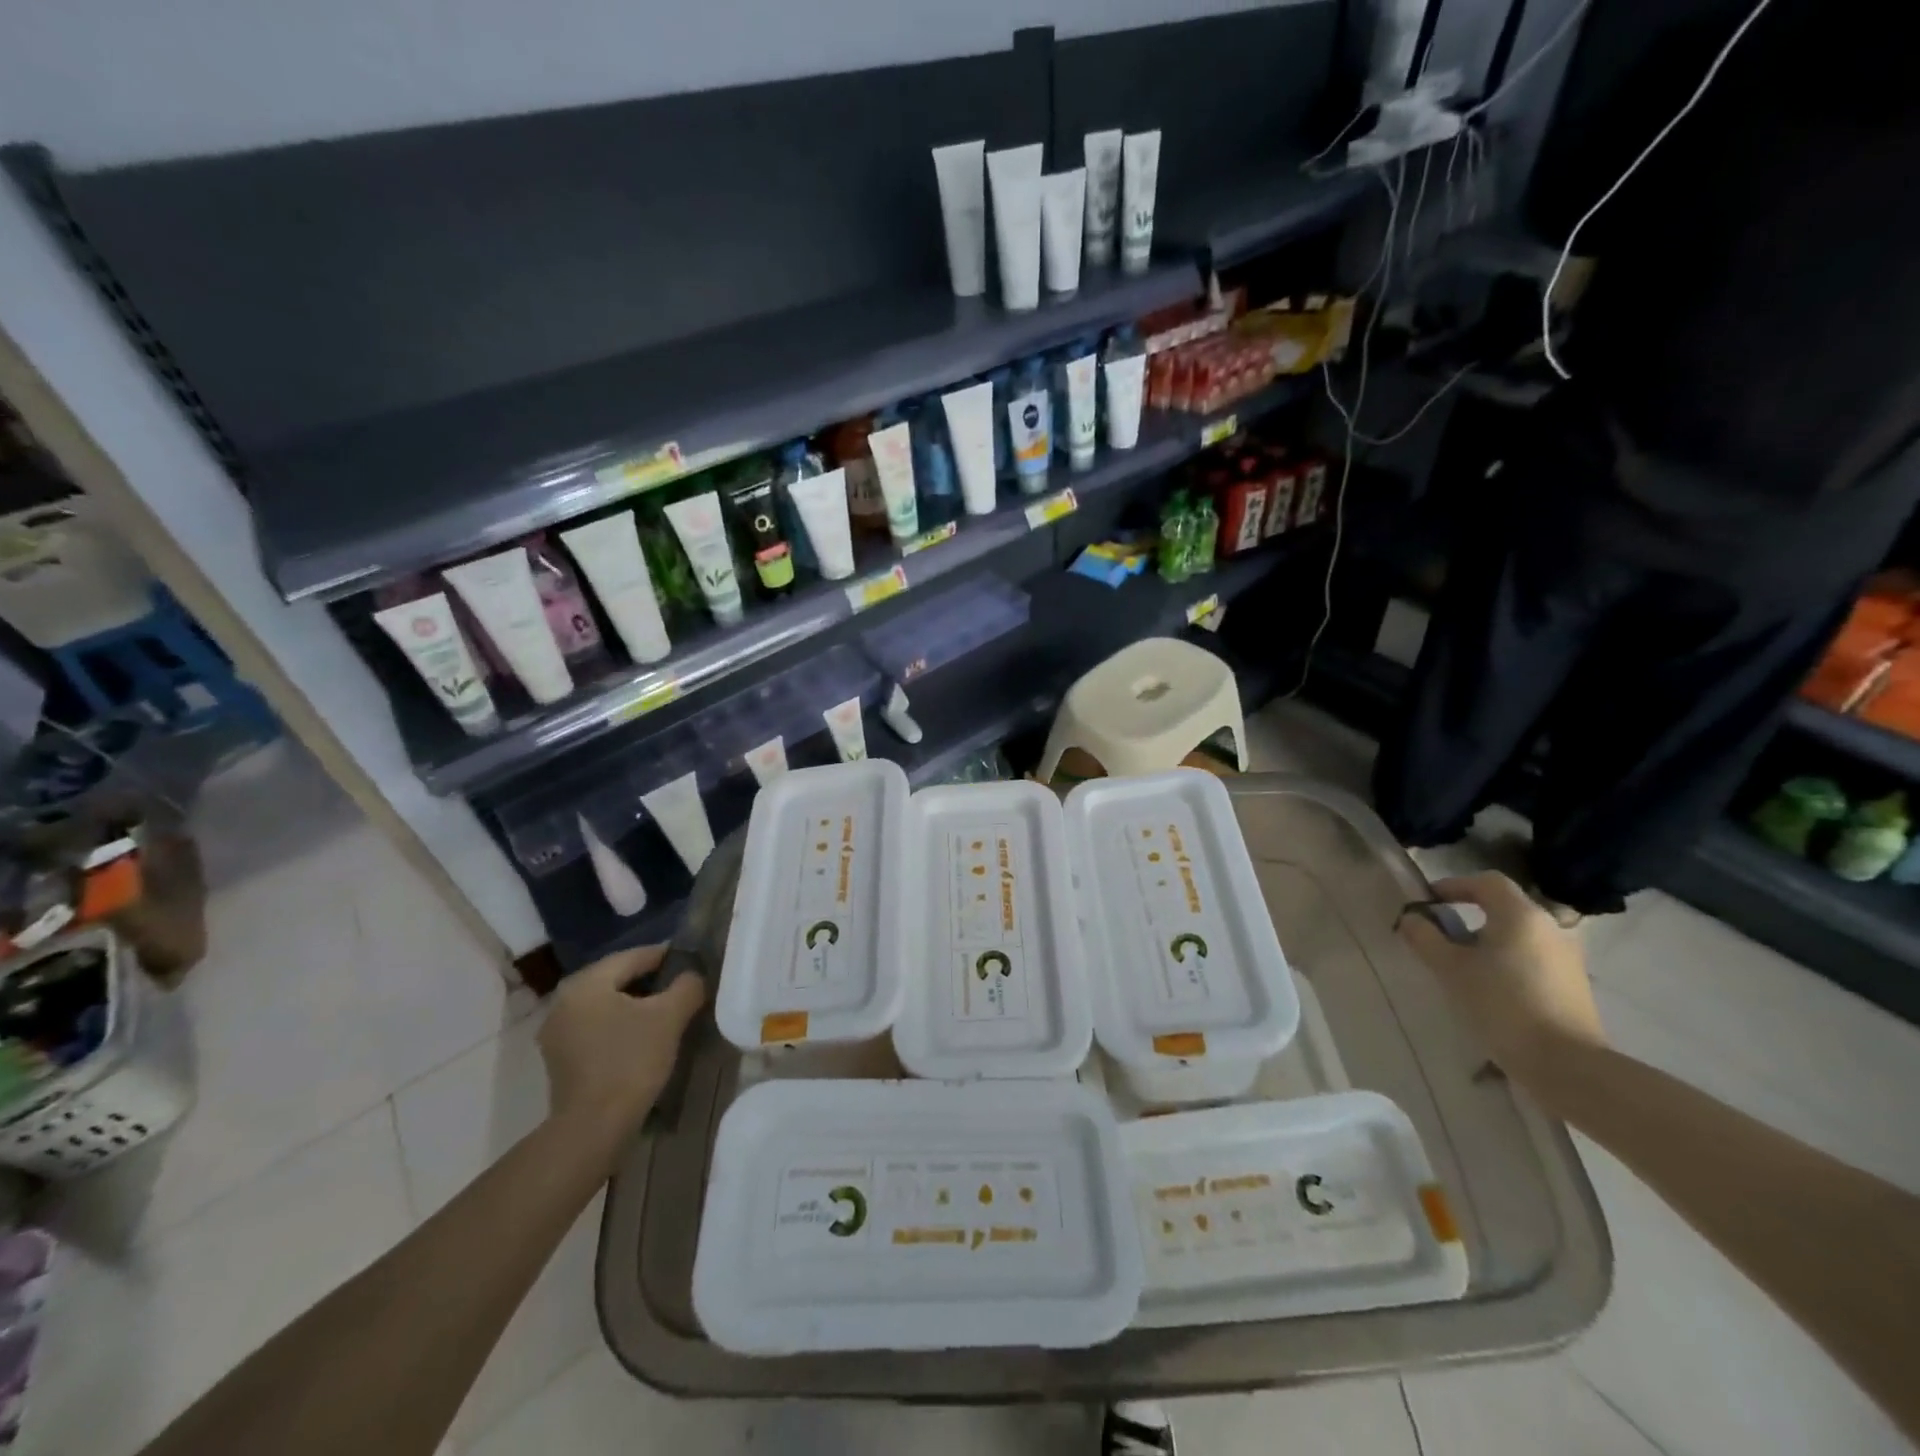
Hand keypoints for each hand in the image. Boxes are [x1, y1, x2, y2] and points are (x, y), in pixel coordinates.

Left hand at [537, 945, 705, 1151]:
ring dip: (634, 1004)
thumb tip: (692, 976)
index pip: (633, 956)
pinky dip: (619, 1024)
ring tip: (666, 1012)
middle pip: (616, 979)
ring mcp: (557, 1032)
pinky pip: (596, 1026)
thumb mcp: (670, 1016)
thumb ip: (687, 986)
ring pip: (605, 1004)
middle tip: (681, 987)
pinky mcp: (560, 1058)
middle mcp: (564, 1001)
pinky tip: (642, 1036)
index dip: (665, 957)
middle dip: (650, 980)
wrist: (594, 1127)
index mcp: (586, 983)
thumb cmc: (631, 1061)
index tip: (691, 962)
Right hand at [1397, 871, 1606, 1081]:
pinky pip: (1532, 958)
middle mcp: (1550, 927)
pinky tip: (1492, 989)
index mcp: (1521, 915)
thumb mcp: (1450, 969)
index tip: (1428, 902)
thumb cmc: (1501, 1004)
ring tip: (1463, 967)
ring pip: (1519, 935)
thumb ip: (1425, 938)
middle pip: (1504, 908)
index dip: (1454, 885)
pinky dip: (1508, 962)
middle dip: (1469, 916)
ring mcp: (1567, 957)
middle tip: (1441, 937)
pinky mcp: (1573, 985)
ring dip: (1489, 942)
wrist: (1566, 1064)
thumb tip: (1412, 918)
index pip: (1486, 882)